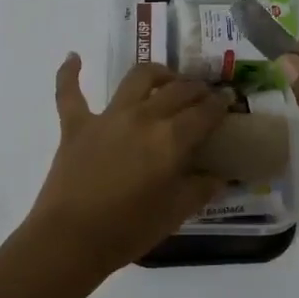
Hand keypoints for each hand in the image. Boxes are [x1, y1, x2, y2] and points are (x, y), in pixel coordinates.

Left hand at [25, 55, 230, 274]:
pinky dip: (70, 73)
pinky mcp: (76, 125)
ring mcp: (107, 117)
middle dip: (196, 89)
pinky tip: (74, 57)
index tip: (228, 103)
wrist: (70, 240)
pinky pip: (70, 91)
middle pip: (177, 90)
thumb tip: (219, 177)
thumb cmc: (128, 230)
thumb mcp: (175, 213)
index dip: (220, 105)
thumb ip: (200, 189)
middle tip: (204, 97)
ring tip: (166, 79)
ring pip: (137, 78)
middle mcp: (143, 117)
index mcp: (171, 139)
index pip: (205, 112)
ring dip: (157, 73)